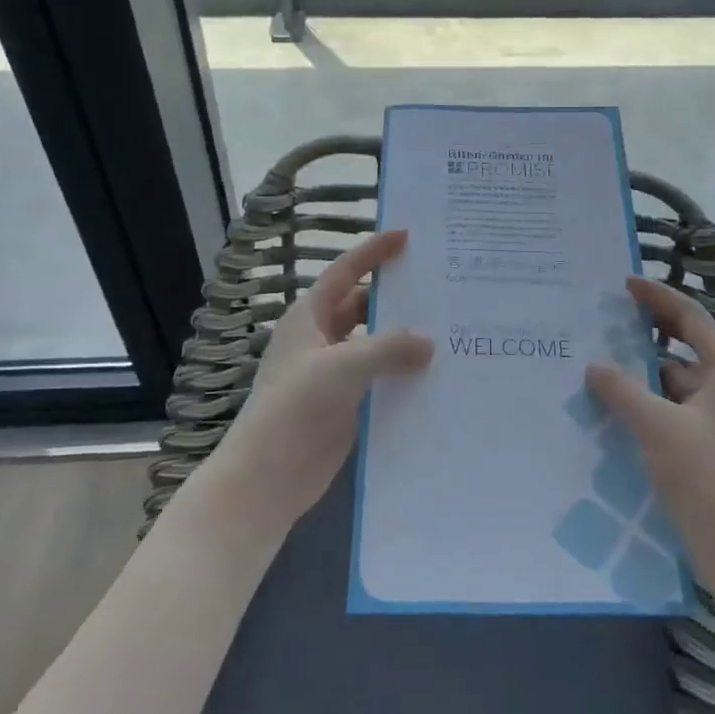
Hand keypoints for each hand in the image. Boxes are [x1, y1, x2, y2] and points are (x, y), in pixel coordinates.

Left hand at [207, 230, 432, 535]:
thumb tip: (428, 342)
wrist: (267, 478)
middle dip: (395, 299)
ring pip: (374, 345)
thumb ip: (389, 348)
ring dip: (403, 340)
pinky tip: (435, 376)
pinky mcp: (345, 405)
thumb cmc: (296, 407)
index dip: (373, 251)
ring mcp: (332, 373)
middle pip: (363, 307)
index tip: (406, 235)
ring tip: (447, 330)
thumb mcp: (343, 366)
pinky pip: (379, 379)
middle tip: (438, 288)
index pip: (345, 272)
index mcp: (309, 317)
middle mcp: (321, 339)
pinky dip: (402, 374)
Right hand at [585, 276, 714, 594]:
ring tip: (603, 363)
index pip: (691, 316)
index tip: (624, 284)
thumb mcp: (656, 425)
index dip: (658, 297)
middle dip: (648, 332)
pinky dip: (650, 403)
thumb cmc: (704, 475)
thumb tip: (594, 365)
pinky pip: (676, 409)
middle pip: (686, 346)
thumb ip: (622, 389)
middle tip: (609, 321)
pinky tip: (618, 408)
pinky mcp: (713, 447)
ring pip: (678, 381)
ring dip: (645, 372)